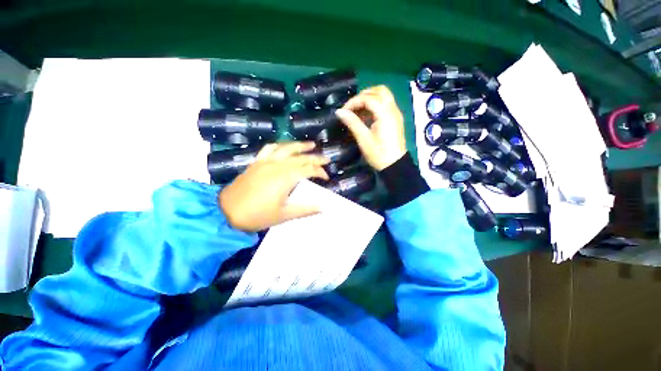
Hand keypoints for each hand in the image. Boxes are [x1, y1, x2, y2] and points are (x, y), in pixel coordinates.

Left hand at [219, 142, 329, 231]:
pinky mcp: (257, 162)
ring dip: (300, 146)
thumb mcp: (283, 215)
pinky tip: (285, 146)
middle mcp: (277, 165)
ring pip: (286, 148)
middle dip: (316, 158)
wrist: (226, 212)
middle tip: (326, 159)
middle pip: (300, 157)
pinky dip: (280, 145)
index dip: (320, 172)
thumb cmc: (256, 215)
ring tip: (311, 144)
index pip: (308, 169)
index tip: (326, 177)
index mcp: (285, 178)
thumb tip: (323, 207)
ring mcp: (265, 162)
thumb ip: (305, 210)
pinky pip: (269, 148)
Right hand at [335, 85, 406, 170]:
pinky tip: (366, 116)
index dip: (354, 101)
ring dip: (369, 99)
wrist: (395, 166)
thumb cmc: (379, 154)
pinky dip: (375, 105)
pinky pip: (385, 104)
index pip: (369, 98)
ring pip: (383, 96)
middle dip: (363, 95)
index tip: (344, 111)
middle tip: (352, 107)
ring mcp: (396, 113)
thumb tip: (339, 111)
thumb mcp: (363, 139)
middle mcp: (393, 109)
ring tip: (358, 111)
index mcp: (385, 114)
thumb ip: (352, 122)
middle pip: (379, 91)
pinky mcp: (395, 119)